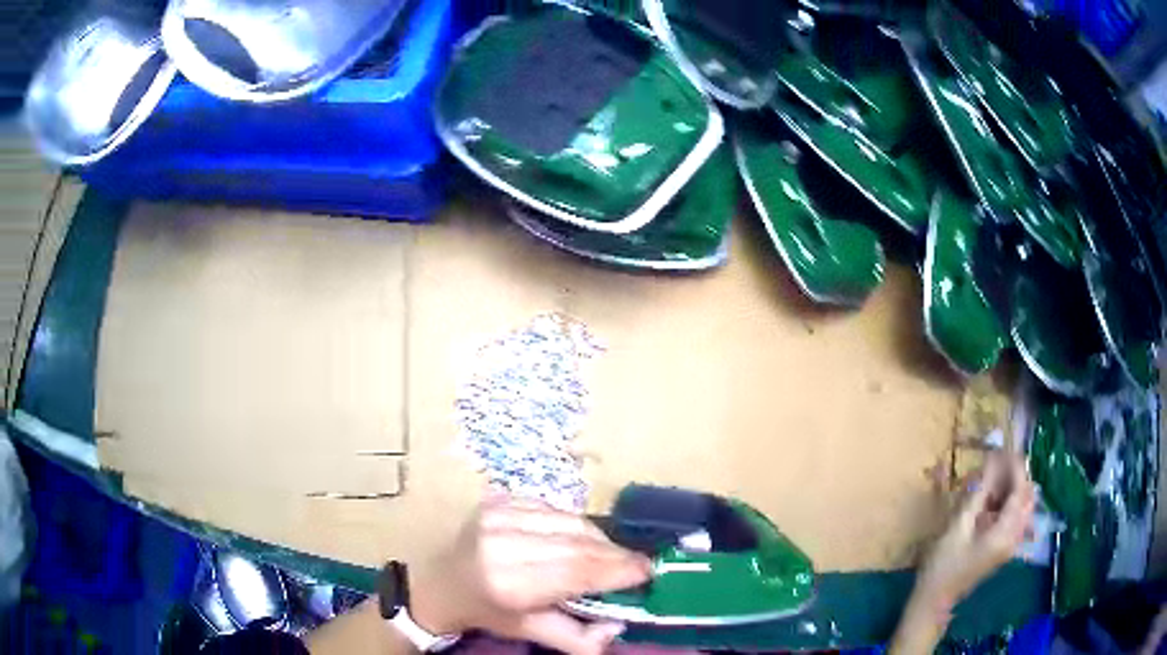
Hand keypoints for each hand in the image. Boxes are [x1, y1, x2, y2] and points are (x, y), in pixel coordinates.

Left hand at [408, 497, 652, 654]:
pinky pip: (554, 508)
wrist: (441, 582)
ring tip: (613, 555)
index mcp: (508, 582)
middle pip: (578, 544)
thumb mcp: (530, 632)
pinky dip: (576, 524)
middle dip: (615, 554)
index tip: (648, 572)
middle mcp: (503, 543)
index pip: (576, 570)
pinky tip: (581, 540)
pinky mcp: (499, 500)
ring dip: (600, 539)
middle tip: (639, 564)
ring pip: (570, 521)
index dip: (616, 570)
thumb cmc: (488, 611)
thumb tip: (619, 628)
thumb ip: (577, 638)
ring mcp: (499, 515)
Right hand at [889, 451, 1035, 654]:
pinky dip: (1005, 501)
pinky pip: (1014, 515)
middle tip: (994, 463)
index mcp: (1006, 532)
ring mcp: (1011, 542)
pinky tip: (988, 500)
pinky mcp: (1004, 546)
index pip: (1020, 489)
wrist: (935, 600)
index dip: (1015, 466)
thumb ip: (979, 492)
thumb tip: (992, 460)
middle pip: (1026, 495)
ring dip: (1010, 488)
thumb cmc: (943, 564)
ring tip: (989, 480)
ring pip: (1021, 504)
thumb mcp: (959, 526)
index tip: (1002, 448)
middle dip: (1015, 475)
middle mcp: (1015, 536)